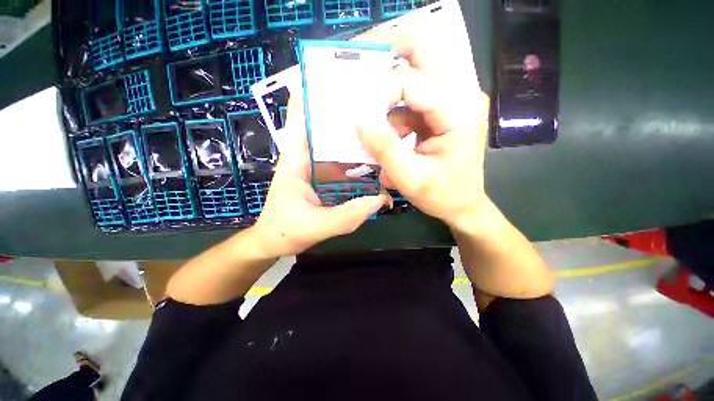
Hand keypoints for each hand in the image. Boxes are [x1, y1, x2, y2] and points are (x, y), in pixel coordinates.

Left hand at [251, 99, 388, 257]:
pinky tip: (375, 163)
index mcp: (296, 161)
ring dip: (357, 141)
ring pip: (338, 148)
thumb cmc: (286, 231)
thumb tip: (382, 199)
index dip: (313, 95)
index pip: (300, 119)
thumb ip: (349, 215)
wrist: (276, 242)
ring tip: (381, 130)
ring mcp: (318, 168)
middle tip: (375, 105)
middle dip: (347, 116)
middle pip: (326, 129)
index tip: (336, 79)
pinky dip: (358, 164)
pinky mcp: (325, 178)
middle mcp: (307, 158)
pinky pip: (344, 166)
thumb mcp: (318, 226)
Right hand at [356, 26, 491, 230]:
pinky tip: (393, 135)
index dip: (380, 94)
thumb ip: (383, 147)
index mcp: (459, 111)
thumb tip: (357, 116)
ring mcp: (454, 99)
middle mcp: (462, 94)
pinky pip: (415, 94)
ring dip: (390, 88)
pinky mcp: (444, 109)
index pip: (411, 81)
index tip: (360, 114)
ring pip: (417, 68)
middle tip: (360, 64)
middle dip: (388, 50)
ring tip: (378, 120)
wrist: (463, 205)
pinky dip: (396, 109)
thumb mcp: (409, 177)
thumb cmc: (441, 195)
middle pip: (424, 50)